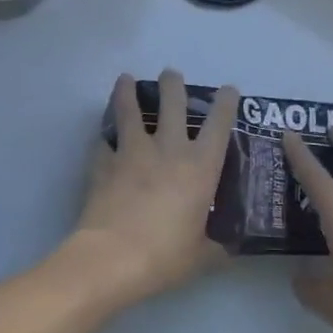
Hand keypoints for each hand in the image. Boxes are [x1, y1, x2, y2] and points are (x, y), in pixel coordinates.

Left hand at [76, 70, 239, 301]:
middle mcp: (168, 149)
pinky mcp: (104, 164)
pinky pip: (104, 143)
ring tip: (125, 80)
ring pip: (130, 111)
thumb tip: (229, 247)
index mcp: (200, 166)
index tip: (229, 89)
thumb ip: (217, 246)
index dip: (226, 103)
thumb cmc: (165, 256)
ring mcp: (132, 153)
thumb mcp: (202, 255)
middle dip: (173, 84)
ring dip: (128, 93)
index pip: (219, 124)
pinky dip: (105, 138)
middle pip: (172, 104)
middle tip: (170, 74)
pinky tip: (103, 139)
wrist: (111, 259)